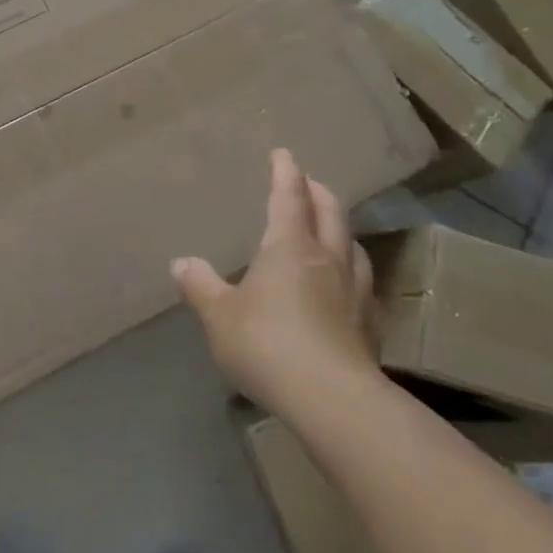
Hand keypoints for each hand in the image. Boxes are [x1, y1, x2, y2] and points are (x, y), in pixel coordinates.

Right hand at [172, 149, 382, 413]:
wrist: (332, 399)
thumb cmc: (267, 344)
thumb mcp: (220, 316)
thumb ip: (201, 287)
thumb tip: (181, 263)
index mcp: (289, 247)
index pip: (288, 197)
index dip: (285, 172)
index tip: (283, 154)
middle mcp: (326, 258)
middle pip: (329, 212)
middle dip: (318, 191)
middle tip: (309, 182)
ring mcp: (354, 291)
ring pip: (352, 245)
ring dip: (340, 229)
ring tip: (332, 229)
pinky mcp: (370, 324)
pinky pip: (363, 283)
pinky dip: (353, 271)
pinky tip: (349, 286)